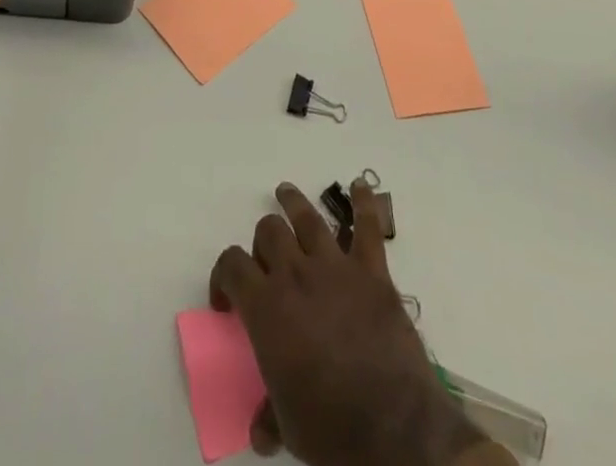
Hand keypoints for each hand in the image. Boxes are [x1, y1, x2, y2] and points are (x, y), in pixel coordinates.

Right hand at [210, 182, 488, 465]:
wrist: (393, 426)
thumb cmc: (331, 428)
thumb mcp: (288, 428)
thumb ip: (269, 414)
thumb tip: (258, 430)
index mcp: (267, 308)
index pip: (232, 264)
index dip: (223, 275)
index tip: (228, 299)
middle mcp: (295, 274)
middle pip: (269, 232)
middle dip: (263, 242)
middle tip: (268, 263)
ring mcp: (335, 266)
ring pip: (307, 217)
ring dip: (294, 202)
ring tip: (286, 193)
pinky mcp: (371, 270)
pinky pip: (367, 226)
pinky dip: (364, 203)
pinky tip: (360, 185)